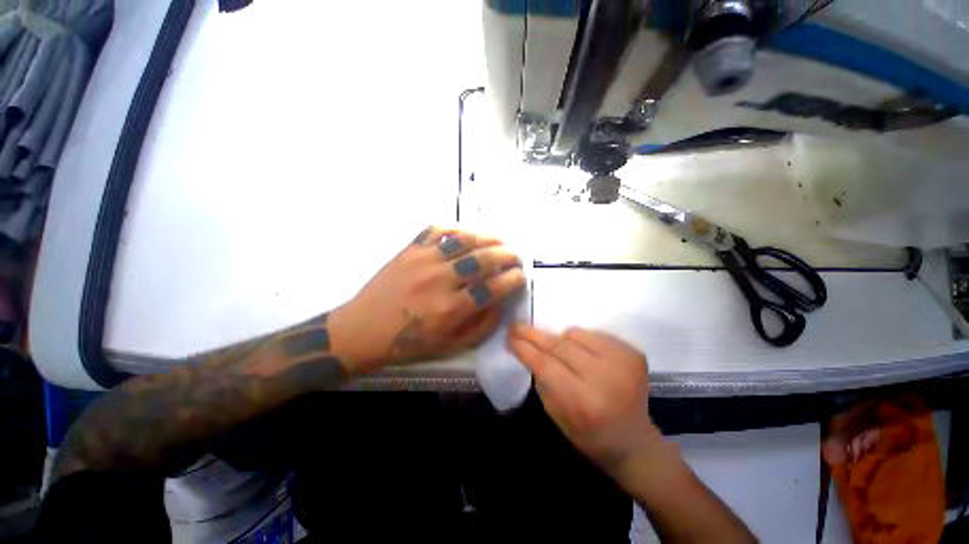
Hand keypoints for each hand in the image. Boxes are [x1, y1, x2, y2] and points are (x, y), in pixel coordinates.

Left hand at [330, 226, 525, 372]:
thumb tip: (501, 301)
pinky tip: (467, 233)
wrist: (363, 328)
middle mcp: (439, 280)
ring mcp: (423, 260)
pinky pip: (437, 229)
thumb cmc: (409, 342)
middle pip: (482, 259)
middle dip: (506, 255)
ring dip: (487, 237)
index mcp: (450, 309)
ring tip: (499, 240)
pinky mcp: (409, 249)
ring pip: (463, 240)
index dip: (512, 279)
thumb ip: (482, 325)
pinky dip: (456, 228)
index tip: (520, 276)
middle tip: (515, 256)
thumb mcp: (451, 345)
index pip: (492, 288)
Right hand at [508, 325, 660, 472]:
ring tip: (560, 351)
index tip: (510, 336)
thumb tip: (528, 348)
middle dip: (535, 335)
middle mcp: (605, 378)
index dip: (525, 347)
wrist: (634, 442)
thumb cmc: (588, 434)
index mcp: (583, 401)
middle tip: (518, 327)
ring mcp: (623, 362)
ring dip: (561, 339)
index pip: (545, 364)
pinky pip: (595, 335)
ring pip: (576, 334)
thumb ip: (541, 379)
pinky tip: (584, 355)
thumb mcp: (555, 414)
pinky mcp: (633, 353)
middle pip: (560, 345)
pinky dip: (582, 341)